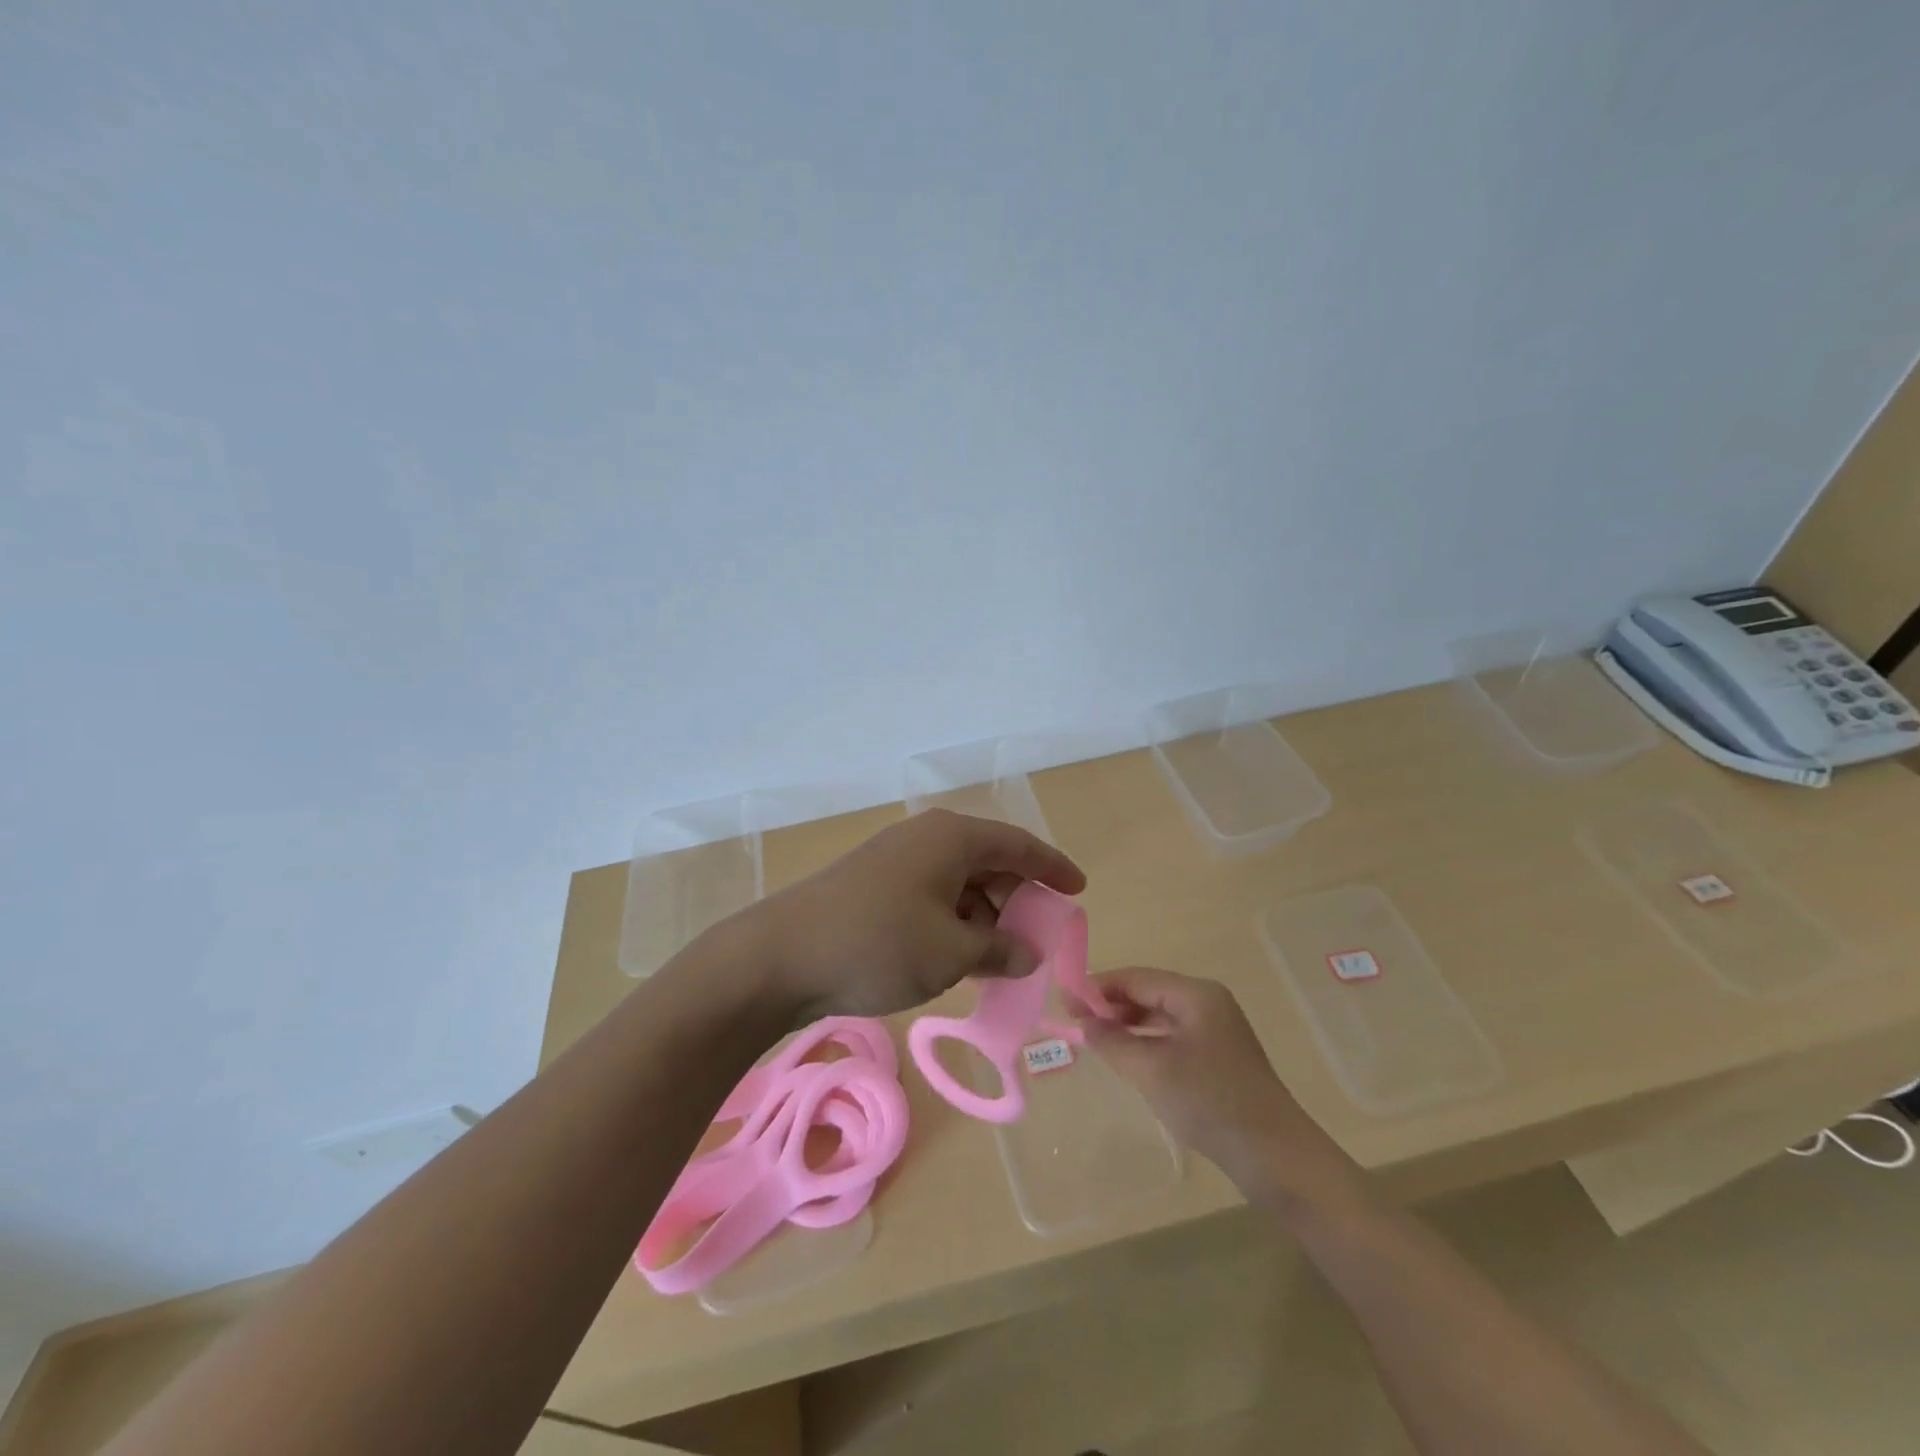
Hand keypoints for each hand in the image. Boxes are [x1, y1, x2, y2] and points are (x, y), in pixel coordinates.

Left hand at [733, 808, 1086, 1020]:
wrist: (780, 957)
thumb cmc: (879, 944)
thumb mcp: (951, 952)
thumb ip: (999, 950)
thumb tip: (1027, 953)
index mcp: (952, 838)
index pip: (1018, 845)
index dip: (1052, 868)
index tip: (1078, 890)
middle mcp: (926, 839)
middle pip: (988, 863)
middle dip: (1016, 901)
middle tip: (1037, 940)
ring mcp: (895, 861)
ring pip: (958, 884)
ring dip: (983, 919)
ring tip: (999, 960)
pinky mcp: (873, 887)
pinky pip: (931, 899)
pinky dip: (952, 925)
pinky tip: (958, 959)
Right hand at [1076, 967, 1363, 1210]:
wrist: (1277, 1157)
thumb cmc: (1210, 1102)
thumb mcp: (1152, 1070)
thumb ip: (1113, 1042)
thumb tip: (1085, 1023)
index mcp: (1196, 994)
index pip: (1137, 978)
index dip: (1098, 987)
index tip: (1064, 999)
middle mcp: (1207, 1004)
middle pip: (1148, 994)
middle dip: (1110, 1006)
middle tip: (1073, 1021)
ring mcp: (1216, 1033)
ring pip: (1159, 1018)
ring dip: (1127, 1026)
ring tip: (1093, 1040)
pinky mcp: (1218, 1060)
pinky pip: (1172, 1039)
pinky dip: (1146, 1044)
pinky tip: (1127, 1059)